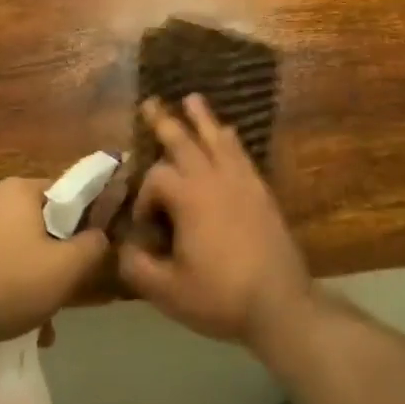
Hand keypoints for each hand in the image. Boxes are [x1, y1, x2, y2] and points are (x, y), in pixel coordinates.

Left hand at [0, 177, 109, 353]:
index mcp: (19, 188)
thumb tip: (101, 235)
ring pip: (18, 245)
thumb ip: (94, 245)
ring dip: (33, 274)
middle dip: (56, 255)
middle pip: (41, 222)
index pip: (66, 193)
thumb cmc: (11, 283)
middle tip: (65, 287)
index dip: (84, 221)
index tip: (88, 251)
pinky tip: (13, 316)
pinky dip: (8, 282)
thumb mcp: (68, 267)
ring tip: (41, 315)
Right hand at [117, 95, 311, 348]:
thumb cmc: (220, 296)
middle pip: (185, 141)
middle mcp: (214, 179)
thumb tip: (123, 247)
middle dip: (164, 122)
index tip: (145, 227)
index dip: (143, 197)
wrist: (280, 304)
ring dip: (202, 118)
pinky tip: (227, 133)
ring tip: (192, 99)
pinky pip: (242, 154)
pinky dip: (230, 139)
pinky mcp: (261, 191)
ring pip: (217, 139)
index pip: (156, 178)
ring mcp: (242, 182)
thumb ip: (137, 267)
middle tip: (151, 102)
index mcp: (189, 198)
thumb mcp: (168, 291)